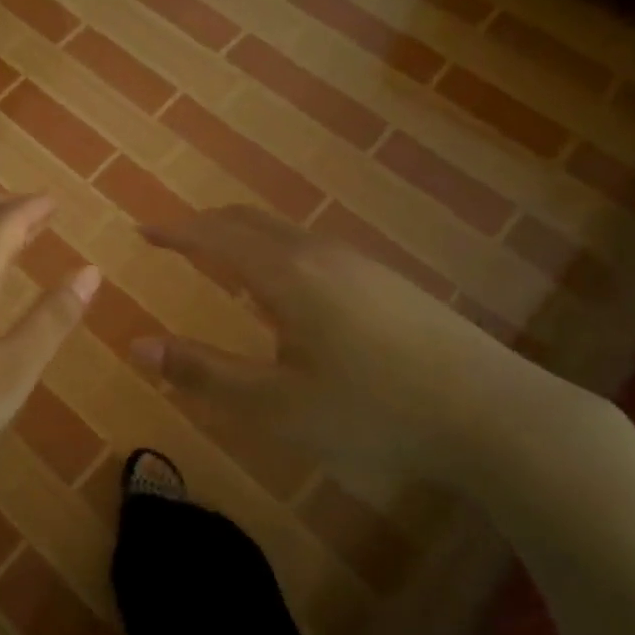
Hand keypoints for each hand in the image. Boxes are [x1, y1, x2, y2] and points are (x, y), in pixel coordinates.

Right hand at [133, 206, 598, 492]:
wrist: (496, 414)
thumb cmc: (374, 411)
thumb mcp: (276, 406)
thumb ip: (203, 374)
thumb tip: (137, 345)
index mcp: (286, 274)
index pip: (215, 236)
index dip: (174, 232)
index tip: (141, 231)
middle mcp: (319, 253)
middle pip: (249, 221)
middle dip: (204, 225)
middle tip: (173, 239)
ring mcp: (359, 263)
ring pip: (283, 233)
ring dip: (242, 237)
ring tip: (220, 260)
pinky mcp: (387, 282)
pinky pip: (310, 249)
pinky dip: (274, 252)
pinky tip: (285, 291)